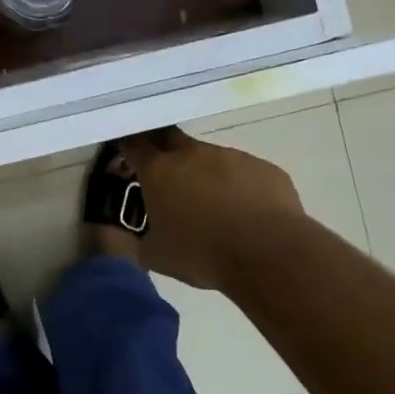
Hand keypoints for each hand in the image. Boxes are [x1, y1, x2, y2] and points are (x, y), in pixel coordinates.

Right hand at [119, 128, 304, 290]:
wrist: (268, 253)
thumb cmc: (203, 254)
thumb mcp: (157, 256)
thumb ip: (141, 240)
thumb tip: (137, 237)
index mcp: (160, 171)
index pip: (134, 144)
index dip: (128, 145)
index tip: (126, 151)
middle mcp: (192, 154)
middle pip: (169, 137)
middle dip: (163, 148)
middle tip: (164, 171)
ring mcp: (230, 156)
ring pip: (210, 157)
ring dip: (205, 173)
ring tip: (213, 205)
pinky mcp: (263, 167)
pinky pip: (243, 172)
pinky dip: (238, 186)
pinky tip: (245, 213)